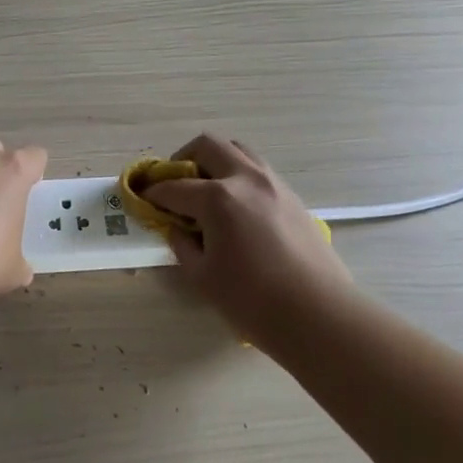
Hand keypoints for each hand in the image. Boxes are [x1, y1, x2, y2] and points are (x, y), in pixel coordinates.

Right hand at [142, 134, 354, 356]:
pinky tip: (236, 208)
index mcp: (217, 198)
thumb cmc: (253, 301)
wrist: (320, 316)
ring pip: (238, 151)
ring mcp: (273, 184)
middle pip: (207, 146)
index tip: (142, 198)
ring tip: (206, 190)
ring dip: (215, 162)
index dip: (152, 193)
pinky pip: (258, 171)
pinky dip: (238, 177)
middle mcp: (245, 179)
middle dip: (183, 160)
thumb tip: (177, 227)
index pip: (174, 187)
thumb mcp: (202, 276)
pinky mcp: (292, 198)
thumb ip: (182, 244)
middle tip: (175, 184)